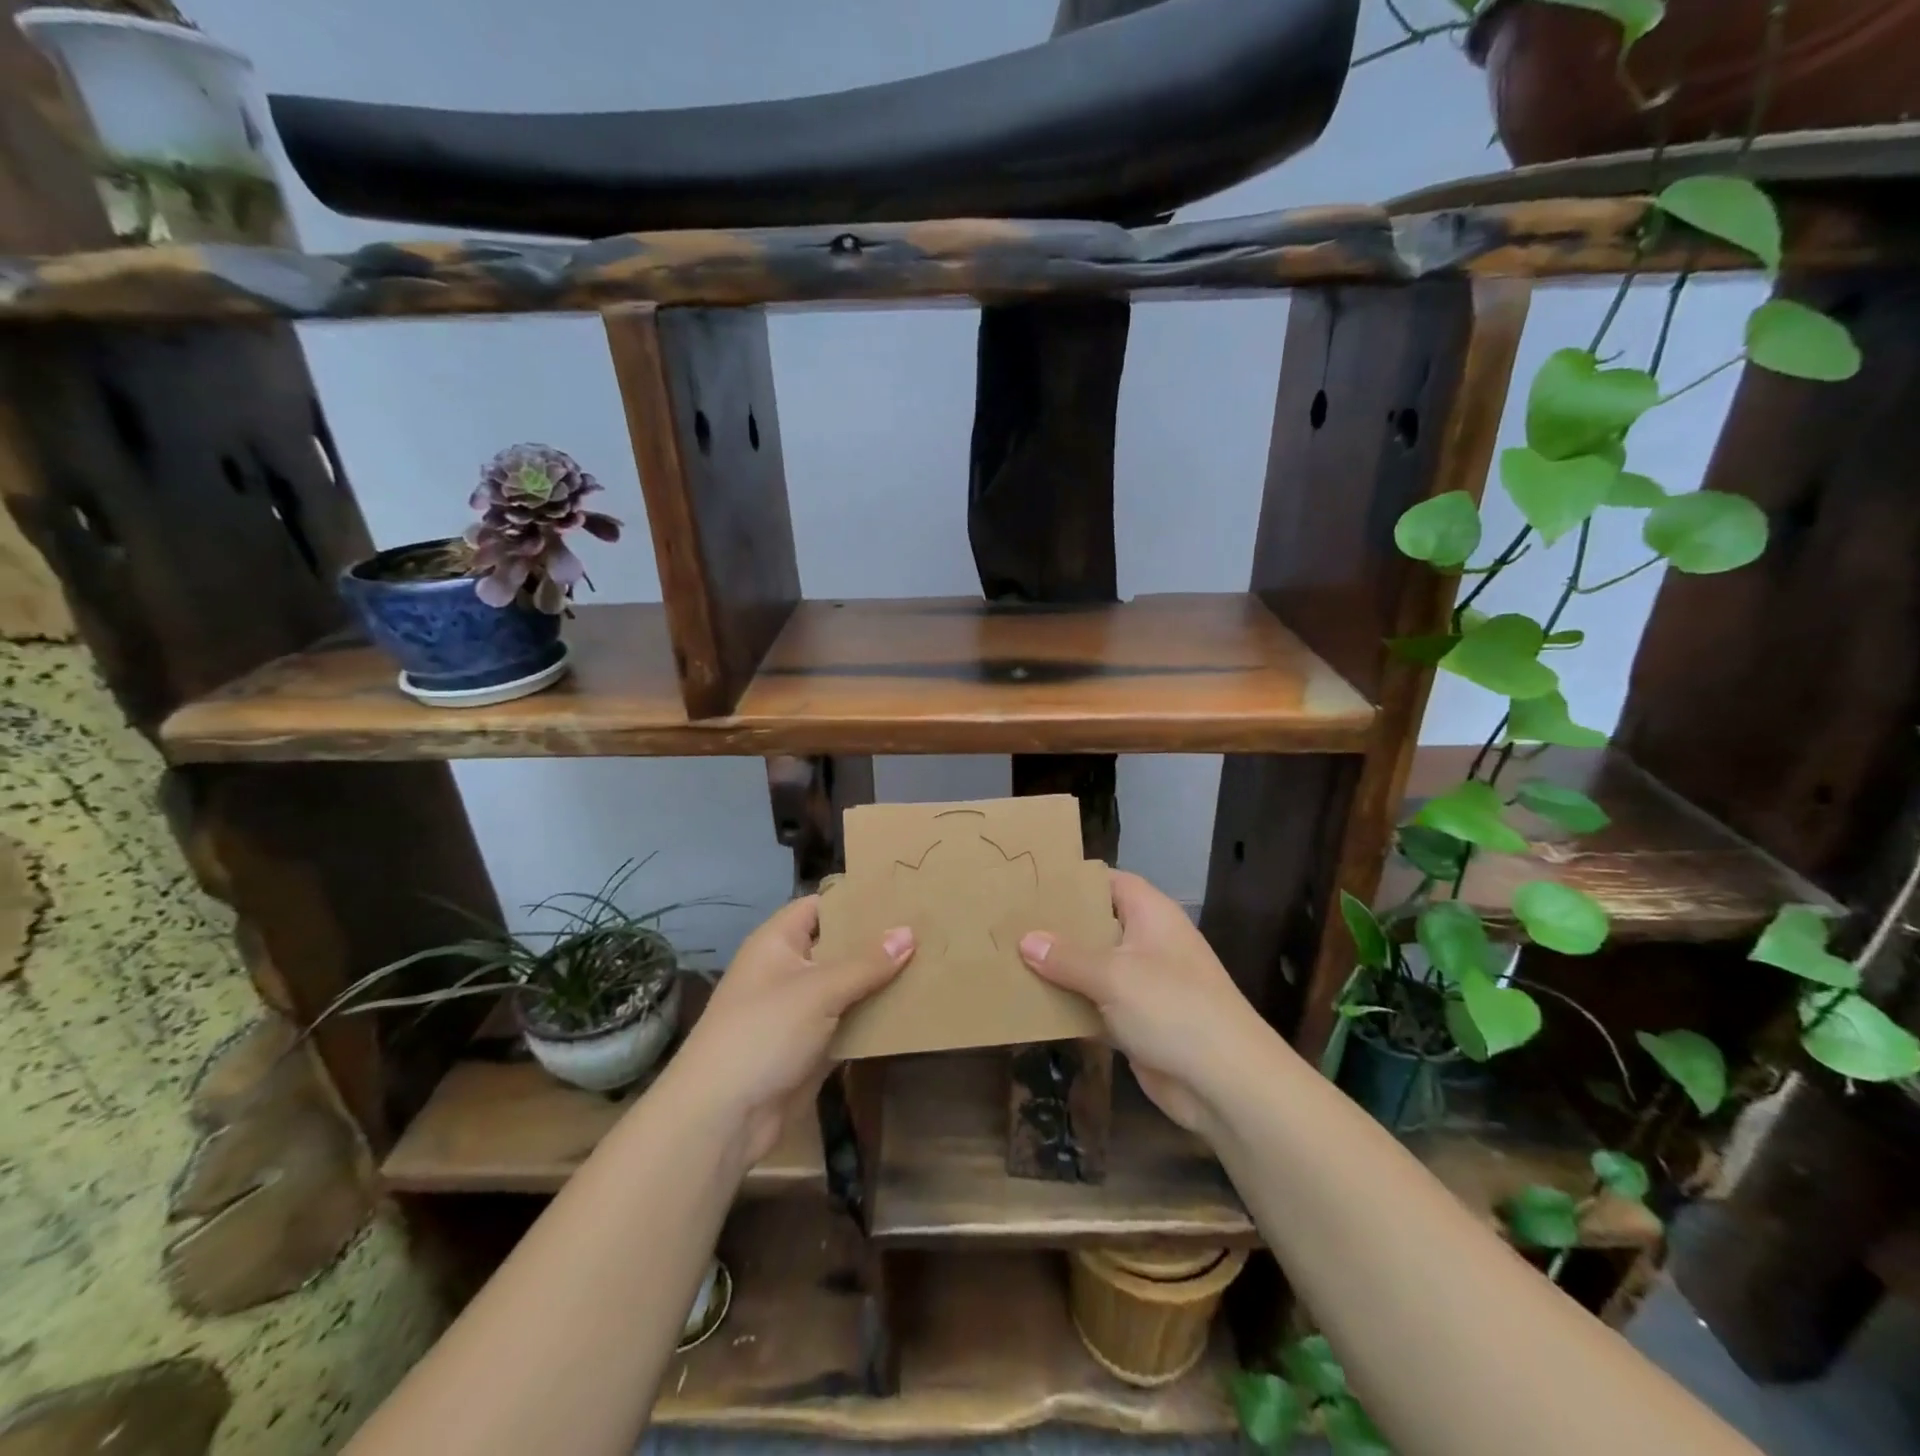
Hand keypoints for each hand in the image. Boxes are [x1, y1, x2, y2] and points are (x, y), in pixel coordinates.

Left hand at [668, 896, 911, 1174]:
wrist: (723, 1116)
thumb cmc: (764, 1033)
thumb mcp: (818, 990)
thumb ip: (866, 963)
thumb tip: (909, 933)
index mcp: (778, 942)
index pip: (821, 906)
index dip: (856, 900)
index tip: (901, 894)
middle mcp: (789, 969)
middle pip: (839, 946)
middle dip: (878, 941)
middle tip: (929, 928)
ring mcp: (800, 1010)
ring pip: (848, 987)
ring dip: (881, 982)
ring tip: (932, 963)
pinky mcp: (812, 1046)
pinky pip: (849, 1022)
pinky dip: (875, 1018)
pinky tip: (913, 1009)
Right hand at [1019, 869, 1279, 1139]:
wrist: (1225, 1084)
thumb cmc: (1172, 1008)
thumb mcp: (1114, 975)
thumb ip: (1066, 957)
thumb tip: (1025, 940)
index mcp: (1151, 914)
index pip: (1108, 881)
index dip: (1073, 880)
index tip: (1030, 882)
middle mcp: (1147, 942)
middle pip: (1097, 924)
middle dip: (1057, 926)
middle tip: (1008, 922)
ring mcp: (1144, 984)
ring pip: (1093, 967)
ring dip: (1059, 969)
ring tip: (1008, 958)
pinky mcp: (1137, 1021)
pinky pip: (1096, 1004)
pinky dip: (1070, 1004)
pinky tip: (1031, 1004)